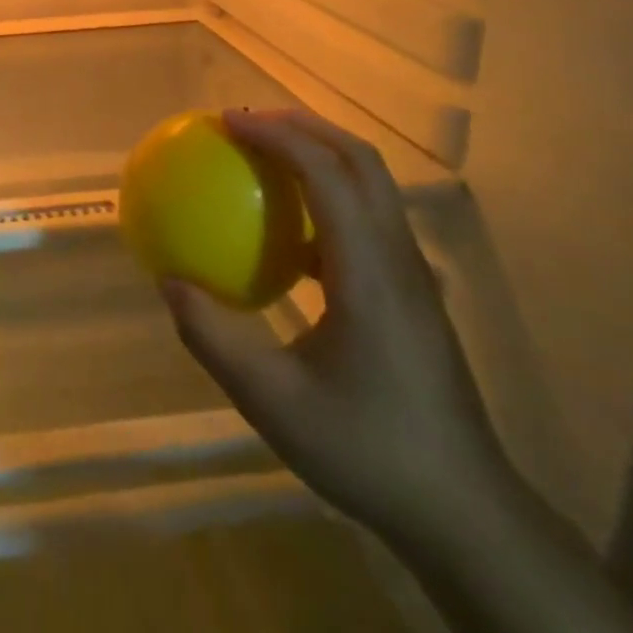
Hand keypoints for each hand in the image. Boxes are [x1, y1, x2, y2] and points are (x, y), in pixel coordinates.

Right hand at [161, 108, 511, 544]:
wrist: (463, 511)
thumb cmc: (367, 450)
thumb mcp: (271, 401)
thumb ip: (212, 336)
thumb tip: (169, 281)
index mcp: (368, 271)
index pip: (327, 173)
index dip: (276, 135)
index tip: (226, 121)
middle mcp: (398, 258)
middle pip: (360, 161)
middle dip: (304, 125)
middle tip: (246, 122)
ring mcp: (412, 275)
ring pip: (371, 186)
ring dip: (319, 154)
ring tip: (265, 155)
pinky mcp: (411, 294)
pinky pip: (367, 219)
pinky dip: (326, 196)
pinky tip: (288, 231)